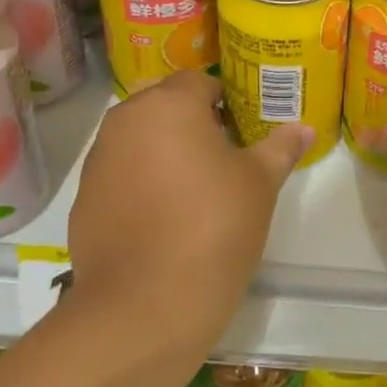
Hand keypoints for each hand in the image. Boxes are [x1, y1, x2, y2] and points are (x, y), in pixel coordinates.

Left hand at [69, 69, 310, 343]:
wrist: (146, 304)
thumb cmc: (214, 227)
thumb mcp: (260, 184)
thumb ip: (281, 148)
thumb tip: (303, 128)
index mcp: (168, 105)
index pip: (199, 82)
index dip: (224, 101)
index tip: (242, 131)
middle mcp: (125, 121)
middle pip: (163, 107)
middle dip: (190, 123)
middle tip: (222, 159)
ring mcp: (98, 161)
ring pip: (138, 140)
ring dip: (162, 152)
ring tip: (192, 191)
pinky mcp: (83, 200)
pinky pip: (119, 176)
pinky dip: (139, 184)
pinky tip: (162, 220)